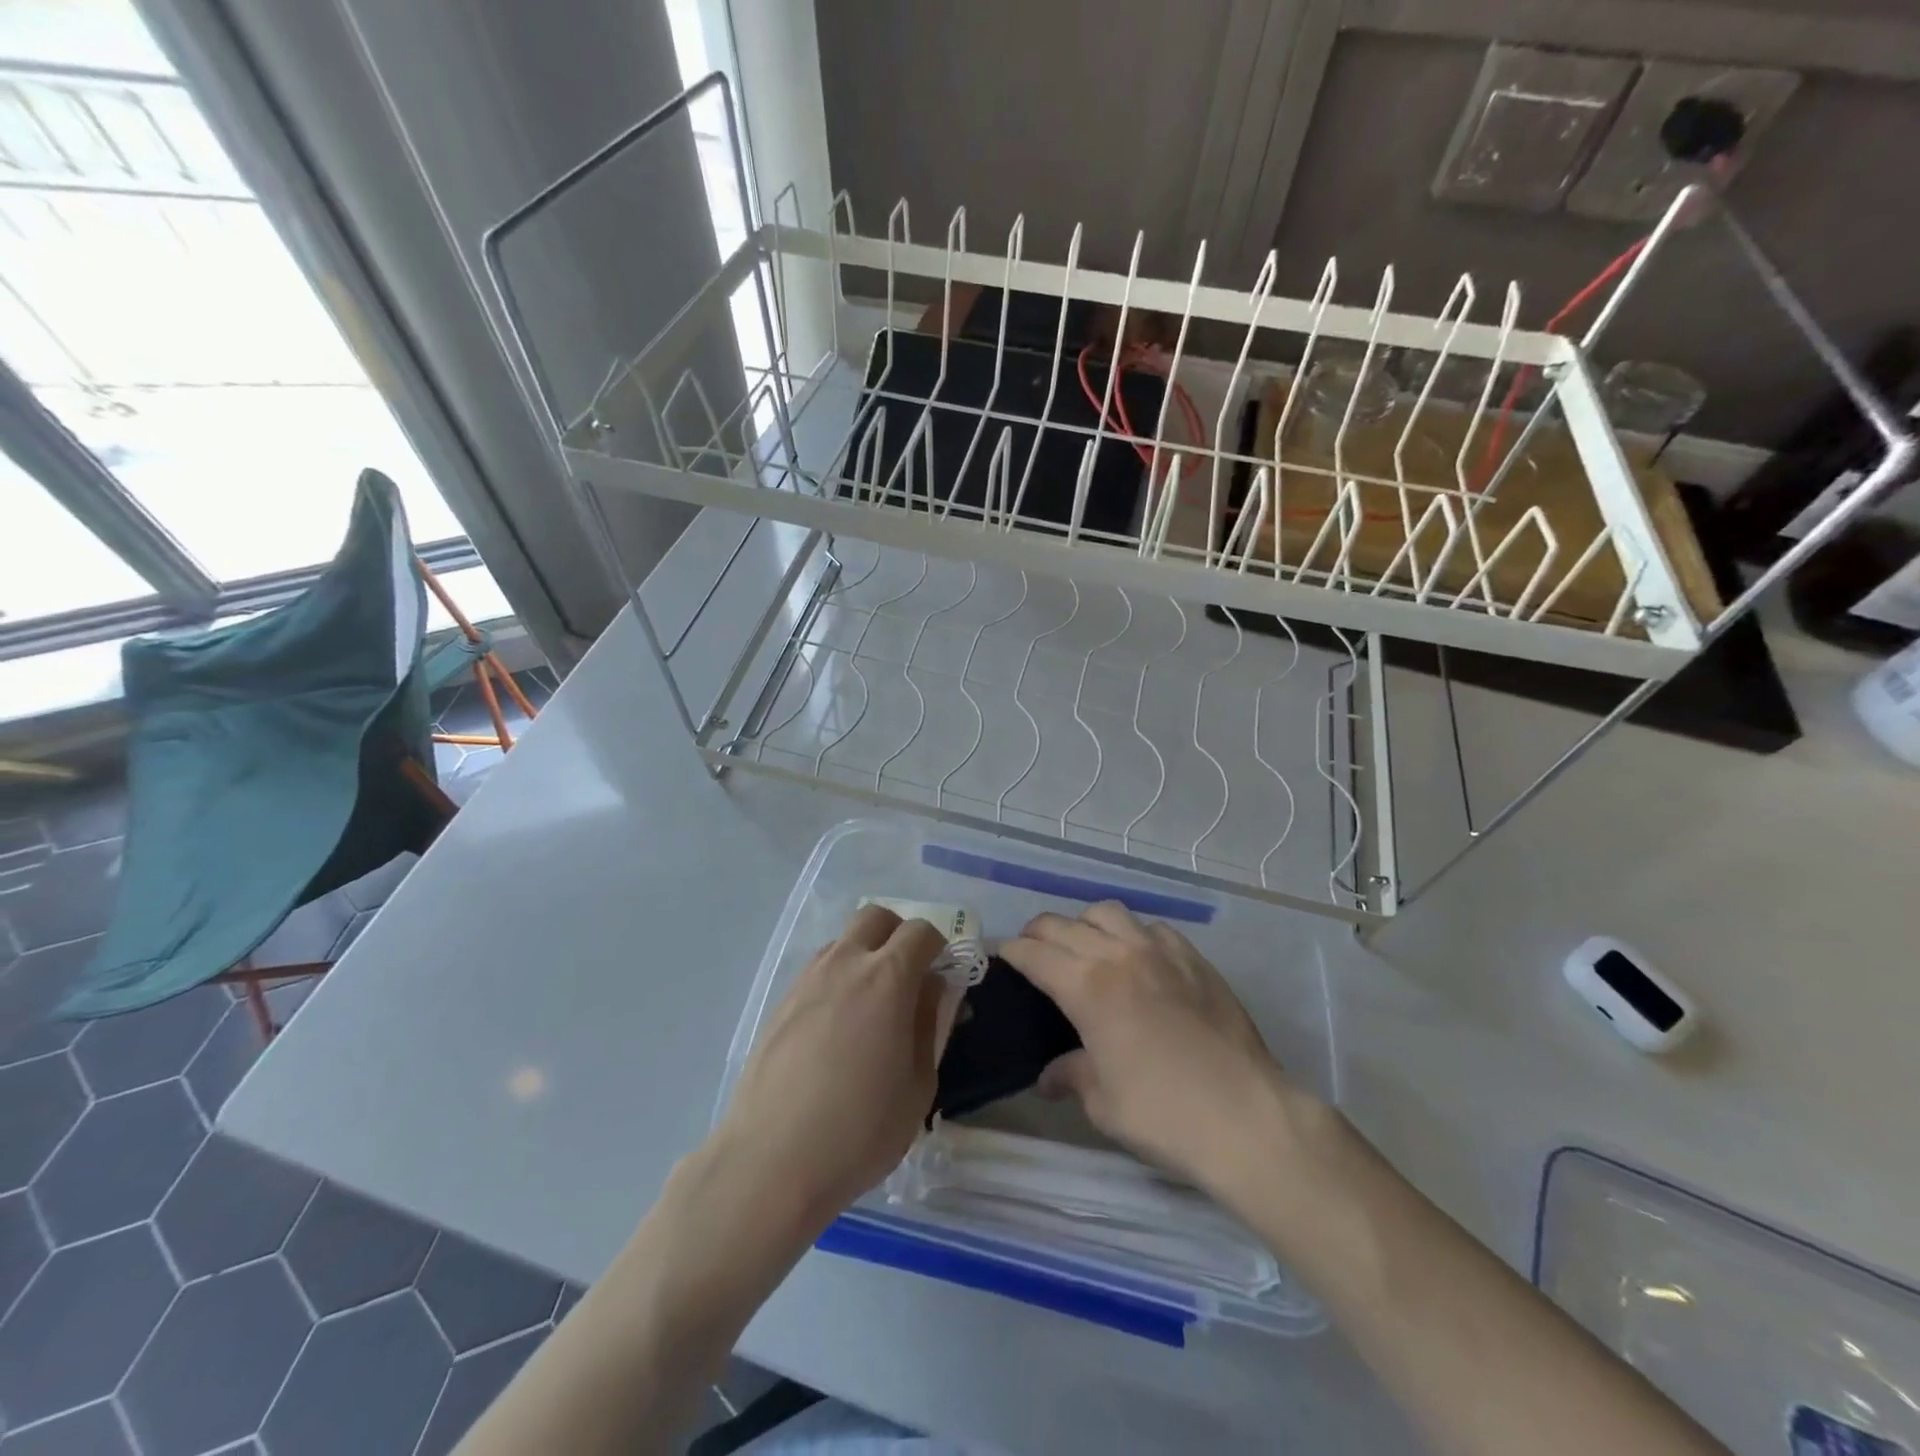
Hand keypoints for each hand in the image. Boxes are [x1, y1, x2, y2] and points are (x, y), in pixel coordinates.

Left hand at [717, 905, 949, 1227]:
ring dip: (864, 956)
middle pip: (876, 917)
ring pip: (843, 942)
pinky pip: (818, 971)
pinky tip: (836, 1029)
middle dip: (898, 934)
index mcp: (888, 978)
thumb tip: (931, 988)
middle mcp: (845, 964)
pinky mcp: (781, 1003)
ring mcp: (807, 980)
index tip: (942, 973)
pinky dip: (837, 980)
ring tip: (870, 1007)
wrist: (771, 1162)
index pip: (920, 932)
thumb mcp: (918, 1086)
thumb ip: (928, 1024)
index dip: (938, 946)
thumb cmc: (860, 1130)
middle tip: (907, 976)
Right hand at [999, 901, 1298, 1202]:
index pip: (1034, 953)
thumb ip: (1071, 1076)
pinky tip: (1137, 959)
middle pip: (1064, 924)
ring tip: (1083, 947)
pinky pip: (1153, 929)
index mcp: (1088, 987)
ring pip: (1109, 913)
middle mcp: (1119, 955)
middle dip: (1038, 933)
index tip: (999, 956)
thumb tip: (1050, 1076)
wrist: (1247, 1118)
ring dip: (1084, 924)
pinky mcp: (1195, 959)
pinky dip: (1133, 934)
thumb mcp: (1103, 1103)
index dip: (1011, 952)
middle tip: (1032, 952)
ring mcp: (1161, 952)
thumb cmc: (1164, 1114)